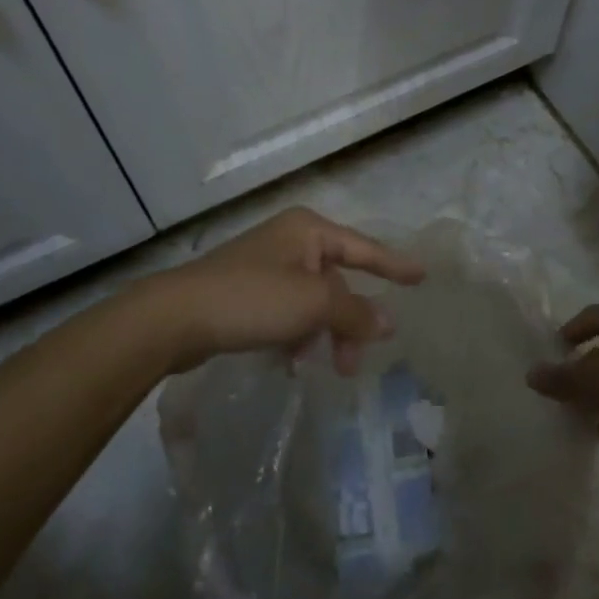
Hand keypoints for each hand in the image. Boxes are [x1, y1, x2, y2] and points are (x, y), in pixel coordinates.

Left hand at [148, 207, 425, 372]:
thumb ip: (354, 312)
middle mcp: (290, 241)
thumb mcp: (312, 304)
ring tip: (322, 367)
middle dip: (348, 321)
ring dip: (322, 333)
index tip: (422, 277)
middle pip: (336, 281)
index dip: (394, 265)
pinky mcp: (246, 292)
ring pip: (312, 301)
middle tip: (355, 362)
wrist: (175, 318)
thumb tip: (388, 323)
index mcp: (308, 230)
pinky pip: (287, 312)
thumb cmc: (252, 298)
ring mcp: (266, 266)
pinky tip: (291, 362)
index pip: (364, 248)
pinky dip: (296, 335)